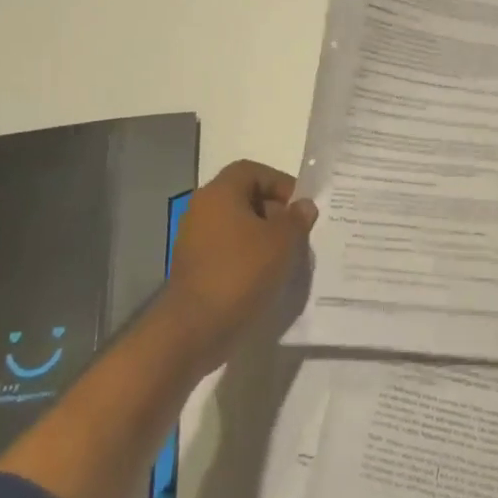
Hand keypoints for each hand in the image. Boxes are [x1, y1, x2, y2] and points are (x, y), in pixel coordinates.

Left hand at [155, 160, 316, 375]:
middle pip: (243, 196)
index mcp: (220, 193)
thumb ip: (297, 219)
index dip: (279, 183)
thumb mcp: (282, 241)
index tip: (299, 206)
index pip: (252, 171)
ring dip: (261, 236)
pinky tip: (265, 276)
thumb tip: (304, 206)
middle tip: (296, 232)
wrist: (195, 326)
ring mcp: (194, 239)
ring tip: (285, 256)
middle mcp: (202, 209)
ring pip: (236, 225)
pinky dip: (246, 256)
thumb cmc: (241, 271)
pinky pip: (226, 249)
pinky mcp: (193, 266)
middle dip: (273, 210)